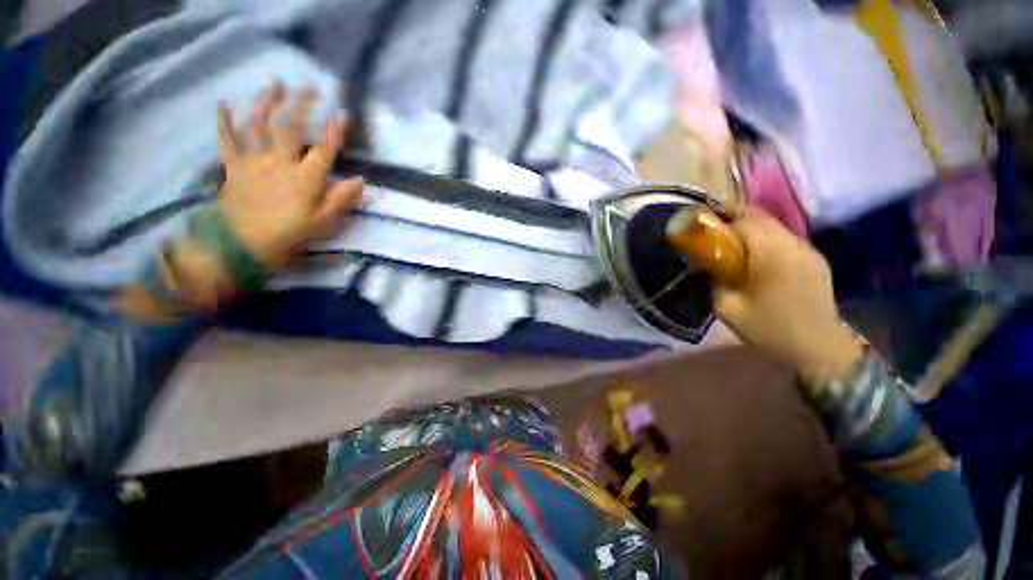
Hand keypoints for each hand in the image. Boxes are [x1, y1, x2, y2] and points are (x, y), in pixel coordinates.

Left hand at [216, 82, 363, 269]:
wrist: (241, 246)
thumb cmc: (289, 236)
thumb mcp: (323, 224)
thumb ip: (341, 200)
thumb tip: (360, 181)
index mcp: (305, 179)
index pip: (324, 150)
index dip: (335, 131)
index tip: (343, 114)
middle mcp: (279, 163)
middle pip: (290, 127)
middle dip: (301, 105)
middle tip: (310, 87)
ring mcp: (253, 162)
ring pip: (259, 125)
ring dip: (267, 102)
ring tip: (275, 85)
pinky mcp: (233, 166)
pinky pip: (227, 139)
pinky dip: (225, 120)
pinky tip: (225, 103)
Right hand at [712, 208, 861, 389]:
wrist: (820, 349)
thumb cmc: (770, 329)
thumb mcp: (727, 308)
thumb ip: (714, 281)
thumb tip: (707, 265)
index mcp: (773, 253)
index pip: (745, 218)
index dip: (721, 218)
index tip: (704, 230)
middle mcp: (794, 244)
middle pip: (761, 218)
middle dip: (734, 223)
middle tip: (715, 241)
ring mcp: (809, 251)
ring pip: (774, 228)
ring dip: (751, 233)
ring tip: (736, 253)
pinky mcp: (816, 260)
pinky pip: (785, 240)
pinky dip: (767, 243)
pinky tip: (760, 264)